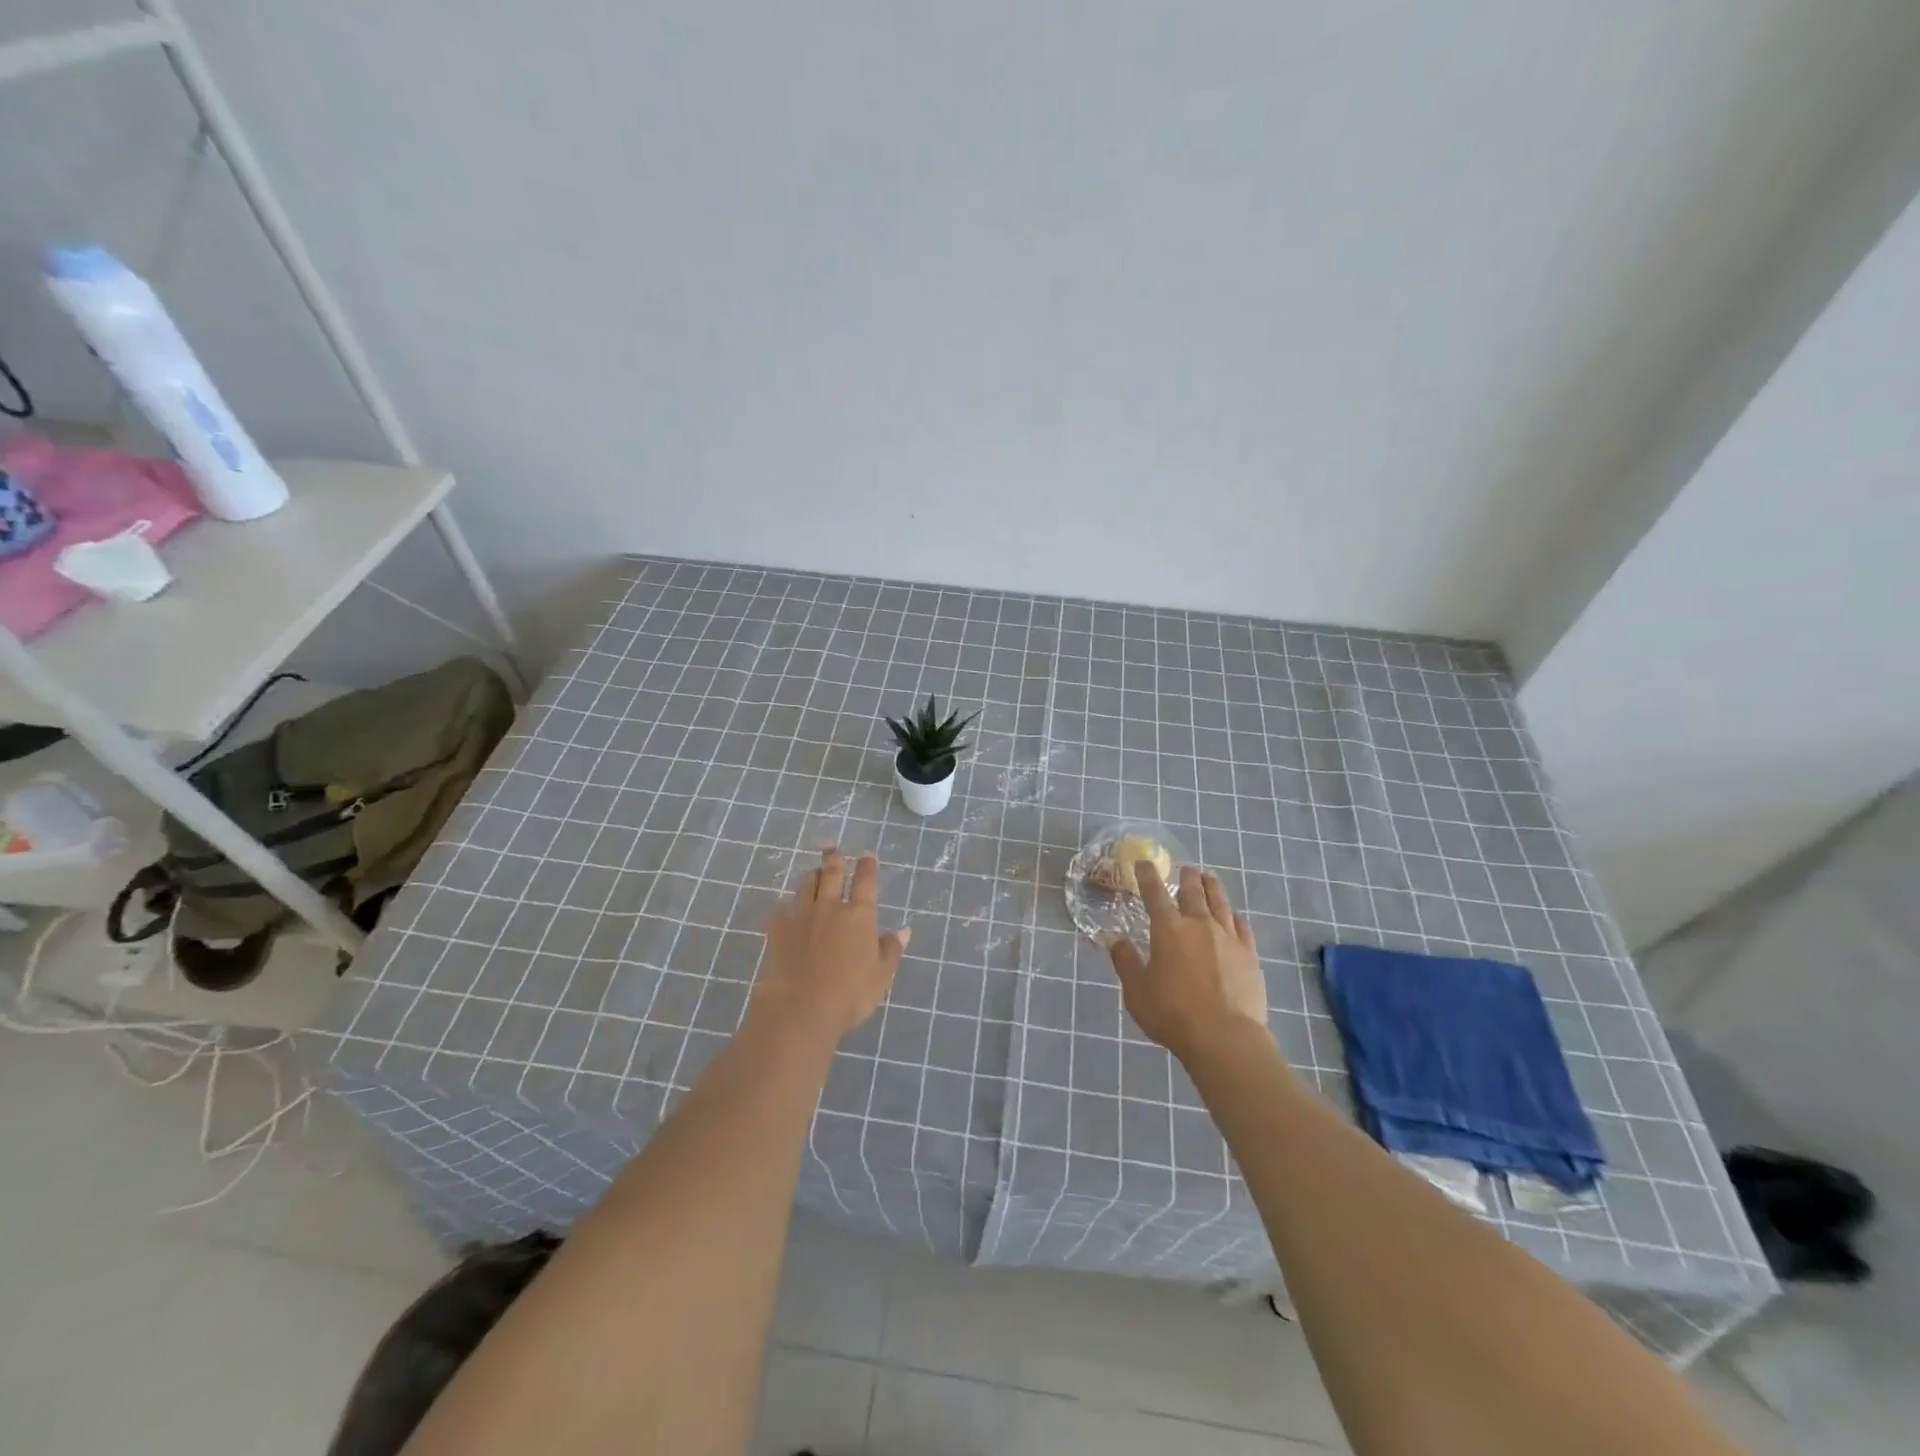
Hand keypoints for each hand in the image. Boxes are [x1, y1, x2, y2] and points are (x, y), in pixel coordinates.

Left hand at [752, 849, 909, 1045]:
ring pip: (806, 886)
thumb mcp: (881, 976)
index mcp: (859, 916)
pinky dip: (784, 906)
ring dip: (812, 876)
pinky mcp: (777, 931)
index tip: (867, 855)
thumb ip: (891, 950)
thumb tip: (903, 930)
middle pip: (832, 876)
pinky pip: (780, 911)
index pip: (866, 883)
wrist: (800, 1009)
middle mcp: (830, 908)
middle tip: (833, 850)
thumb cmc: (850, 994)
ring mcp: (801, 917)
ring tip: (814, 872)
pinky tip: (784, 908)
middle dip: (834, 861)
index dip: (867, 867)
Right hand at [1106, 861, 1269, 1064]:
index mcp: (1168, 929)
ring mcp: (1228, 937)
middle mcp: (1199, 924)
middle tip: (1185, 869)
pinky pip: (1242, 926)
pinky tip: (1234, 915)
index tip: (1143, 863)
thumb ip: (1126, 962)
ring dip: (1212, 886)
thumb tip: (1116, 940)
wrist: (1225, 1038)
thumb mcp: (1137, 991)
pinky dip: (1234, 915)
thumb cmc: (1173, 1014)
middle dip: (1187, 876)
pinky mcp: (1249, 954)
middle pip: (1193, 891)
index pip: (1154, 893)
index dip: (1147, 875)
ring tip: (1209, 877)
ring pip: (1220, 902)